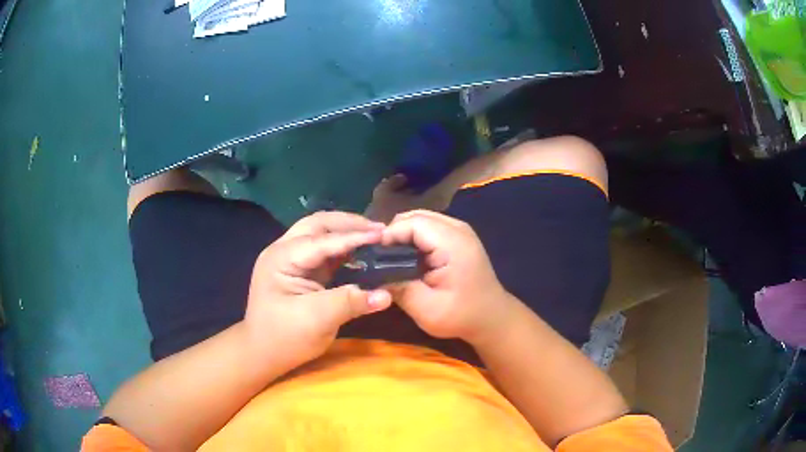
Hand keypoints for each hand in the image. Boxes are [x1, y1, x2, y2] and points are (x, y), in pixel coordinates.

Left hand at [244, 212, 392, 366]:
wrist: (262, 354)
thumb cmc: (284, 338)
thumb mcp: (317, 321)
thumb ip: (350, 303)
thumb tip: (385, 295)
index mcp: (281, 258)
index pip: (321, 241)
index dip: (353, 237)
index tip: (383, 234)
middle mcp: (284, 251)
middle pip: (318, 225)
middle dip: (348, 224)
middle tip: (379, 229)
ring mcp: (290, 259)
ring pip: (320, 234)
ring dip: (346, 232)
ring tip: (374, 235)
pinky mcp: (300, 270)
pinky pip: (324, 251)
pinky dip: (343, 248)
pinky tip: (361, 252)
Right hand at [381, 210, 518, 344]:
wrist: (492, 318)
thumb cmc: (461, 316)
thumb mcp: (426, 308)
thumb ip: (398, 287)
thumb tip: (372, 273)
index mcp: (453, 243)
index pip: (413, 223)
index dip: (389, 235)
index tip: (370, 254)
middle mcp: (457, 228)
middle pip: (415, 216)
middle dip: (393, 233)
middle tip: (377, 256)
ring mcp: (460, 230)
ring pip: (421, 219)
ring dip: (403, 234)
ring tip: (388, 257)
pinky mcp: (458, 237)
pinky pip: (429, 227)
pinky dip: (413, 237)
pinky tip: (405, 256)